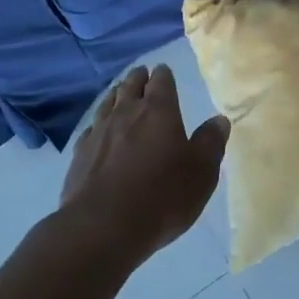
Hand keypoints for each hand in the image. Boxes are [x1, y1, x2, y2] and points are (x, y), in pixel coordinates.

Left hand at [60, 65, 229, 267]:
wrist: (103, 226)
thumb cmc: (162, 196)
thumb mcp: (201, 172)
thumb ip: (211, 142)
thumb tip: (219, 119)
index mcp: (159, 110)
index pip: (161, 81)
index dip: (164, 75)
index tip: (164, 72)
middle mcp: (127, 112)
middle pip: (131, 85)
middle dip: (138, 78)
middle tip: (142, 75)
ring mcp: (99, 131)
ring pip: (108, 102)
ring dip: (116, 95)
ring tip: (120, 93)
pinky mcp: (79, 154)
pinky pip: (91, 128)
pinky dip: (98, 123)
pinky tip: (98, 130)